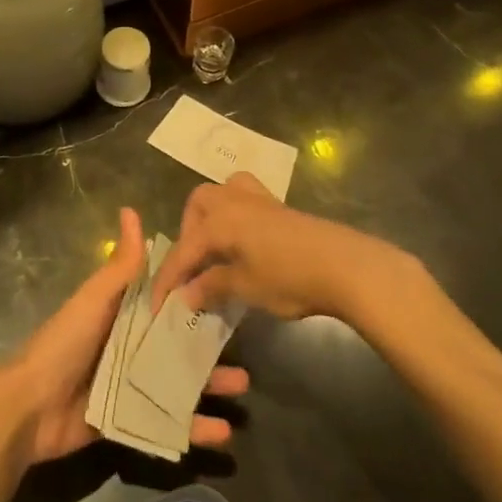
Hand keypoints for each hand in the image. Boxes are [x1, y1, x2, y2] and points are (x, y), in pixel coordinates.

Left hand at [0, 206, 248, 463]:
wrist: (30, 407)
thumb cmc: (65, 343)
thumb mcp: (95, 299)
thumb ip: (120, 264)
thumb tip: (131, 211)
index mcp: (122, 314)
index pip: (165, 302)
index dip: (194, 298)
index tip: (229, 292)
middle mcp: (129, 347)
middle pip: (177, 345)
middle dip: (210, 348)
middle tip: (245, 347)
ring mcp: (131, 386)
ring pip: (179, 383)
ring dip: (210, 386)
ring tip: (243, 389)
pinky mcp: (129, 420)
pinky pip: (167, 423)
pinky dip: (194, 428)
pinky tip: (222, 432)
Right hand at [151, 173, 411, 323]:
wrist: (345, 265)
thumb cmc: (289, 278)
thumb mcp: (245, 287)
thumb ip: (211, 287)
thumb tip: (185, 295)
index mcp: (219, 220)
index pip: (183, 250)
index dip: (168, 280)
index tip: (156, 307)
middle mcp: (233, 201)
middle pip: (198, 205)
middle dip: (188, 233)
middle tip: (193, 267)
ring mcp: (259, 199)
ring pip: (222, 194)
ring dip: (210, 217)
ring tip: (215, 249)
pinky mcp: (280, 207)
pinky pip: (244, 199)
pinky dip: (234, 215)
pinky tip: (243, 242)